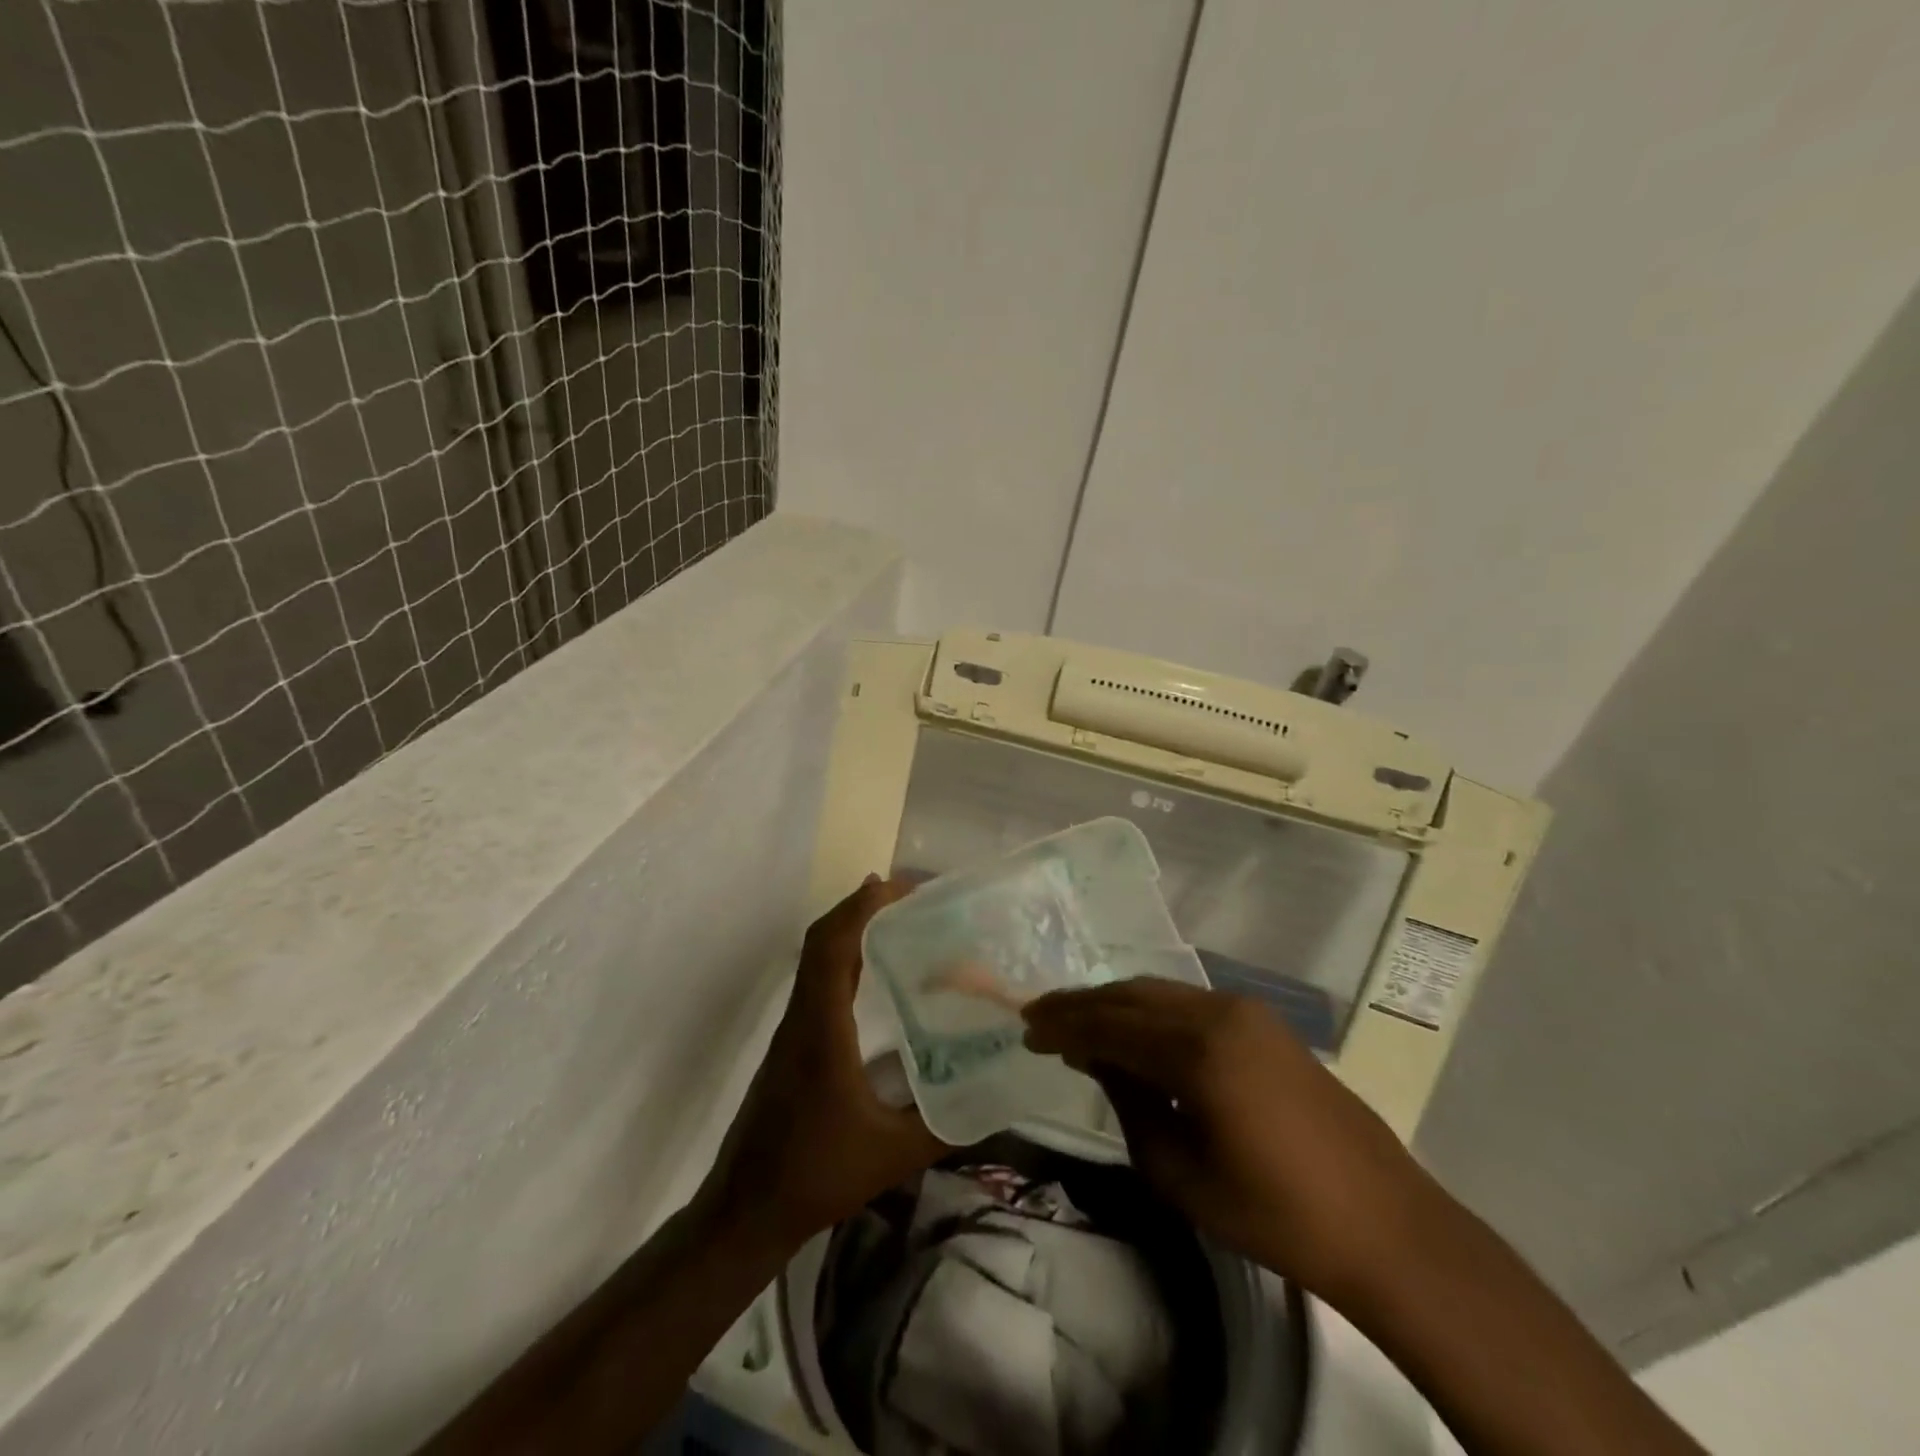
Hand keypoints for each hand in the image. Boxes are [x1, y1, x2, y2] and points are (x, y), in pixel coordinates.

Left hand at [698, 877, 947, 1252]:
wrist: (745, 1211)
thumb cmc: (816, 1175)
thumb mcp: (893, 1155)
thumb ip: (947, 1125)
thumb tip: (998, 1098)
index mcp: (821, 1029)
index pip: (832, 946)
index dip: (862, 908)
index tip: (903, 887)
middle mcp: (802, 1016)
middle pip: (822, 940)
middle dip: (862, 907)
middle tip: (912, 895)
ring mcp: (792, 1029)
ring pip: (816, 957)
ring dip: (852, 927)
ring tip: (900, 918)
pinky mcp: (792, 1043)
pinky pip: (817, 980)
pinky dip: (844, 956)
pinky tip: (875, 969)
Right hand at [1022, 979, 1434, 1299]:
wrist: (1383, 1224)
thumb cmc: (1274, 1214)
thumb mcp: (1180, 1173)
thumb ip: (1130, 1104)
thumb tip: (1098, 1060)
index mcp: (1198, 1051)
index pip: (1111, 1024)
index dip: (1064, 1025)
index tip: (1027, 1030)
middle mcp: (1220, 1012)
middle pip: (1132, 994)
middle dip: (1083, 1004)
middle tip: (1041, 1017)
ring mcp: (1247, 1011)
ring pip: (1161, 992)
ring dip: (1117, 1003)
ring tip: (1078, 1022)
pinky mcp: (1265, 1022)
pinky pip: (1190, 1003)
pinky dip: (1152, 1011)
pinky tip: (1135, 1031)